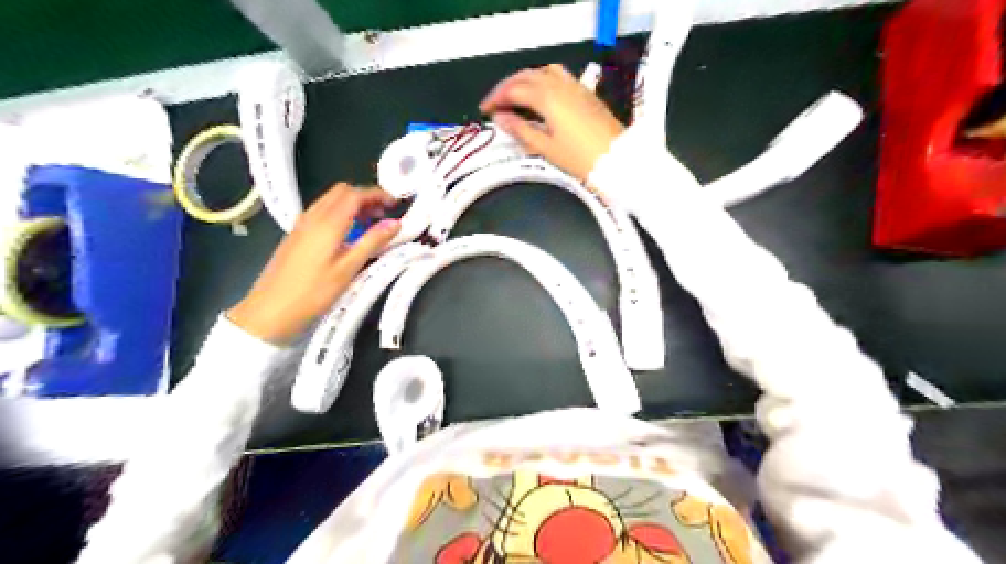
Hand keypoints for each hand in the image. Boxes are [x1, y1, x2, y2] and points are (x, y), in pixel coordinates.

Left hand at [227, 185, 401, 342]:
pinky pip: (321, 213)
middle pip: (341, 192)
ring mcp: (301, 225)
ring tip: (370, 224)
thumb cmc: (313, 292)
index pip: (355, 194)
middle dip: (365, 197)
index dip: (377, 194)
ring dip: (353, 205)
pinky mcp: (296, 235)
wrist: (270, 312)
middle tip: (384, 214)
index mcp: (328, 223)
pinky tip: (348, 235)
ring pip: (330, 201)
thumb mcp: (348, 269)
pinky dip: (340, 214)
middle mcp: (313, 217)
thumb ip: (372, 242)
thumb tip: (396, 223)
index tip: (395, 204)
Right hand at [482, 64, 625, 181]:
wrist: (616, 157)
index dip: (496, 98)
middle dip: (506, 87)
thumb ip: (520, 130)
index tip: (485, 110)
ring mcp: (574, 85)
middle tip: (494, 103)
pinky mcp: (584, 91)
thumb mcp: (545, 147)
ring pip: (541, 72)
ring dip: (524, 80)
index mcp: (546, 97)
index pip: (513, 90)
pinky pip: (557, 75)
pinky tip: (540, 93)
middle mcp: (559, 84)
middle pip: (525, 76)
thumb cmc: (579, 157)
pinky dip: (541, 79)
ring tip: (514, 97)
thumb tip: (500, 118)